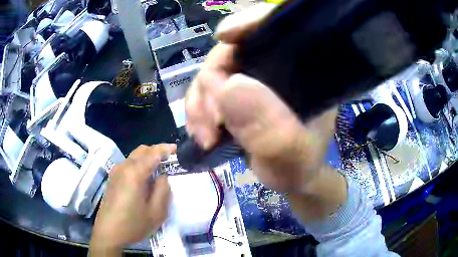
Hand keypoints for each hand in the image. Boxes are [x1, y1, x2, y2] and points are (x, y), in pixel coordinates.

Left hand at [89, 144, 175, 254]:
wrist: (108, 232)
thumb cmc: (133, 225)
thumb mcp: (156, 213)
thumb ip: (163, 190)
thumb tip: (162, 176)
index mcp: (135, 174)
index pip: (153, 153)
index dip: (166, 149)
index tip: (177, 149)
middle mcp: (124, 167)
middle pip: (142, 150)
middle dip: (156, 151)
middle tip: (169, 159)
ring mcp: (116, 172)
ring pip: (134, 156)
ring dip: (147, 157)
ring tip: (158, 169)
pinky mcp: (112, 178)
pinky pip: (128, 164)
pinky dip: (139, 164)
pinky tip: (144, 178)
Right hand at [185, 3, 337, 193]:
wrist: (289, 178)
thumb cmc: (299, 167)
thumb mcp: (292, 156)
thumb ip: (271, 129)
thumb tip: (228, 85)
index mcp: (305, 71)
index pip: (279, 28)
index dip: (250, 22)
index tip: (224, 36)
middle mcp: (279, 67)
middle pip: (234, 50)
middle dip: (212, 83)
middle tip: (211, 123)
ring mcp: (255, 78)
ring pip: (214, 71)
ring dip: (200, 102)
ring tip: (205, 136)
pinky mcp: (238, 92)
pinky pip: (207, 89)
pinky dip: (198, 110)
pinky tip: (201, 132)